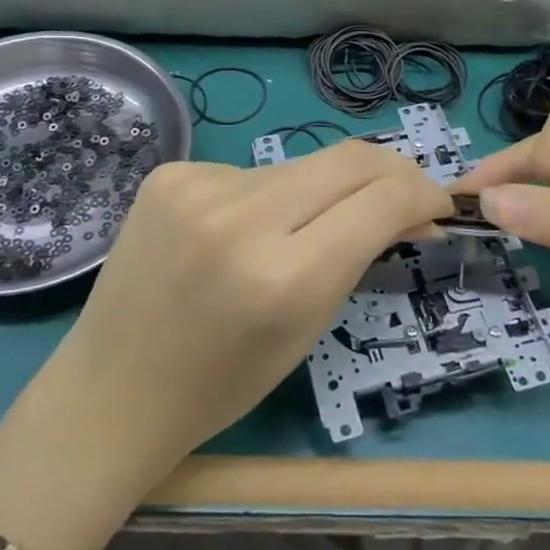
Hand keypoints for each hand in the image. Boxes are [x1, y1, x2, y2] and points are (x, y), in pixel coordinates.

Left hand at [0, 140, 451, 549]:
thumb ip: (360, 253)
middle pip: (348, 159)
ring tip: (306, 229)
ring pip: (299, 166)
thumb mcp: (309, 325)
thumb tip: (408, 205)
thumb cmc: (223, 383)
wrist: (114, 389)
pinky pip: (249, 172)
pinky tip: (241, 232)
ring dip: (322, 191)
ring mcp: (198, 187)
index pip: (382, 199)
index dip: (422, 192)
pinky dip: (265, 197)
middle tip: (403, 195)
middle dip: (390, 172)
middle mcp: (241, 218)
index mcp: (285, 277)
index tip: (436, 205)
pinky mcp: (170, 173)